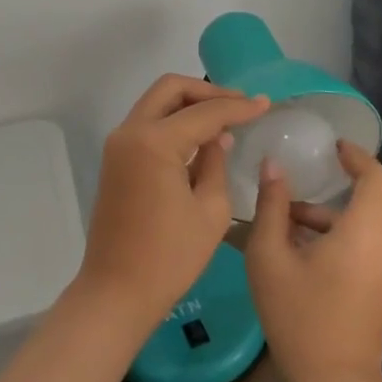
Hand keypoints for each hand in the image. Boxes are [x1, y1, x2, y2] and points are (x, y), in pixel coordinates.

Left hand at [74, 75, 269, 331]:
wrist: (116, 291)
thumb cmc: (170, 258)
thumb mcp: (210, 211)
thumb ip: (216, 163)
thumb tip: (218, 136)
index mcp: (155, 142)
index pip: (204, 112)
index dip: (237, 107)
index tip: (265, 104)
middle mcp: (130, 132)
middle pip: (170, 89)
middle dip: (207, 91)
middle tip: (240, 104)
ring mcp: (118, 144)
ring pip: (156, 103)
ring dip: (189, 103)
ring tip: (225, 117)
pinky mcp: (116, 159)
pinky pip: (147, 124)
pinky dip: (173, 121)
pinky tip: (200, 136)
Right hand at [246, 140, 381, 381]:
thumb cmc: (299, 316)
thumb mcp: (269, 257)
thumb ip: (272, 206)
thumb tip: (273, 166)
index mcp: (364, 232)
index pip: (376, 177)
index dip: (358, 155)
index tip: (333, 146)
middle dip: (369, 173)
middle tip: (335, 166)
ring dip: (355, 203)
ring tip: (299, 213)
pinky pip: (381, 239)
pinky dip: (356, 225)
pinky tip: (309, 242)